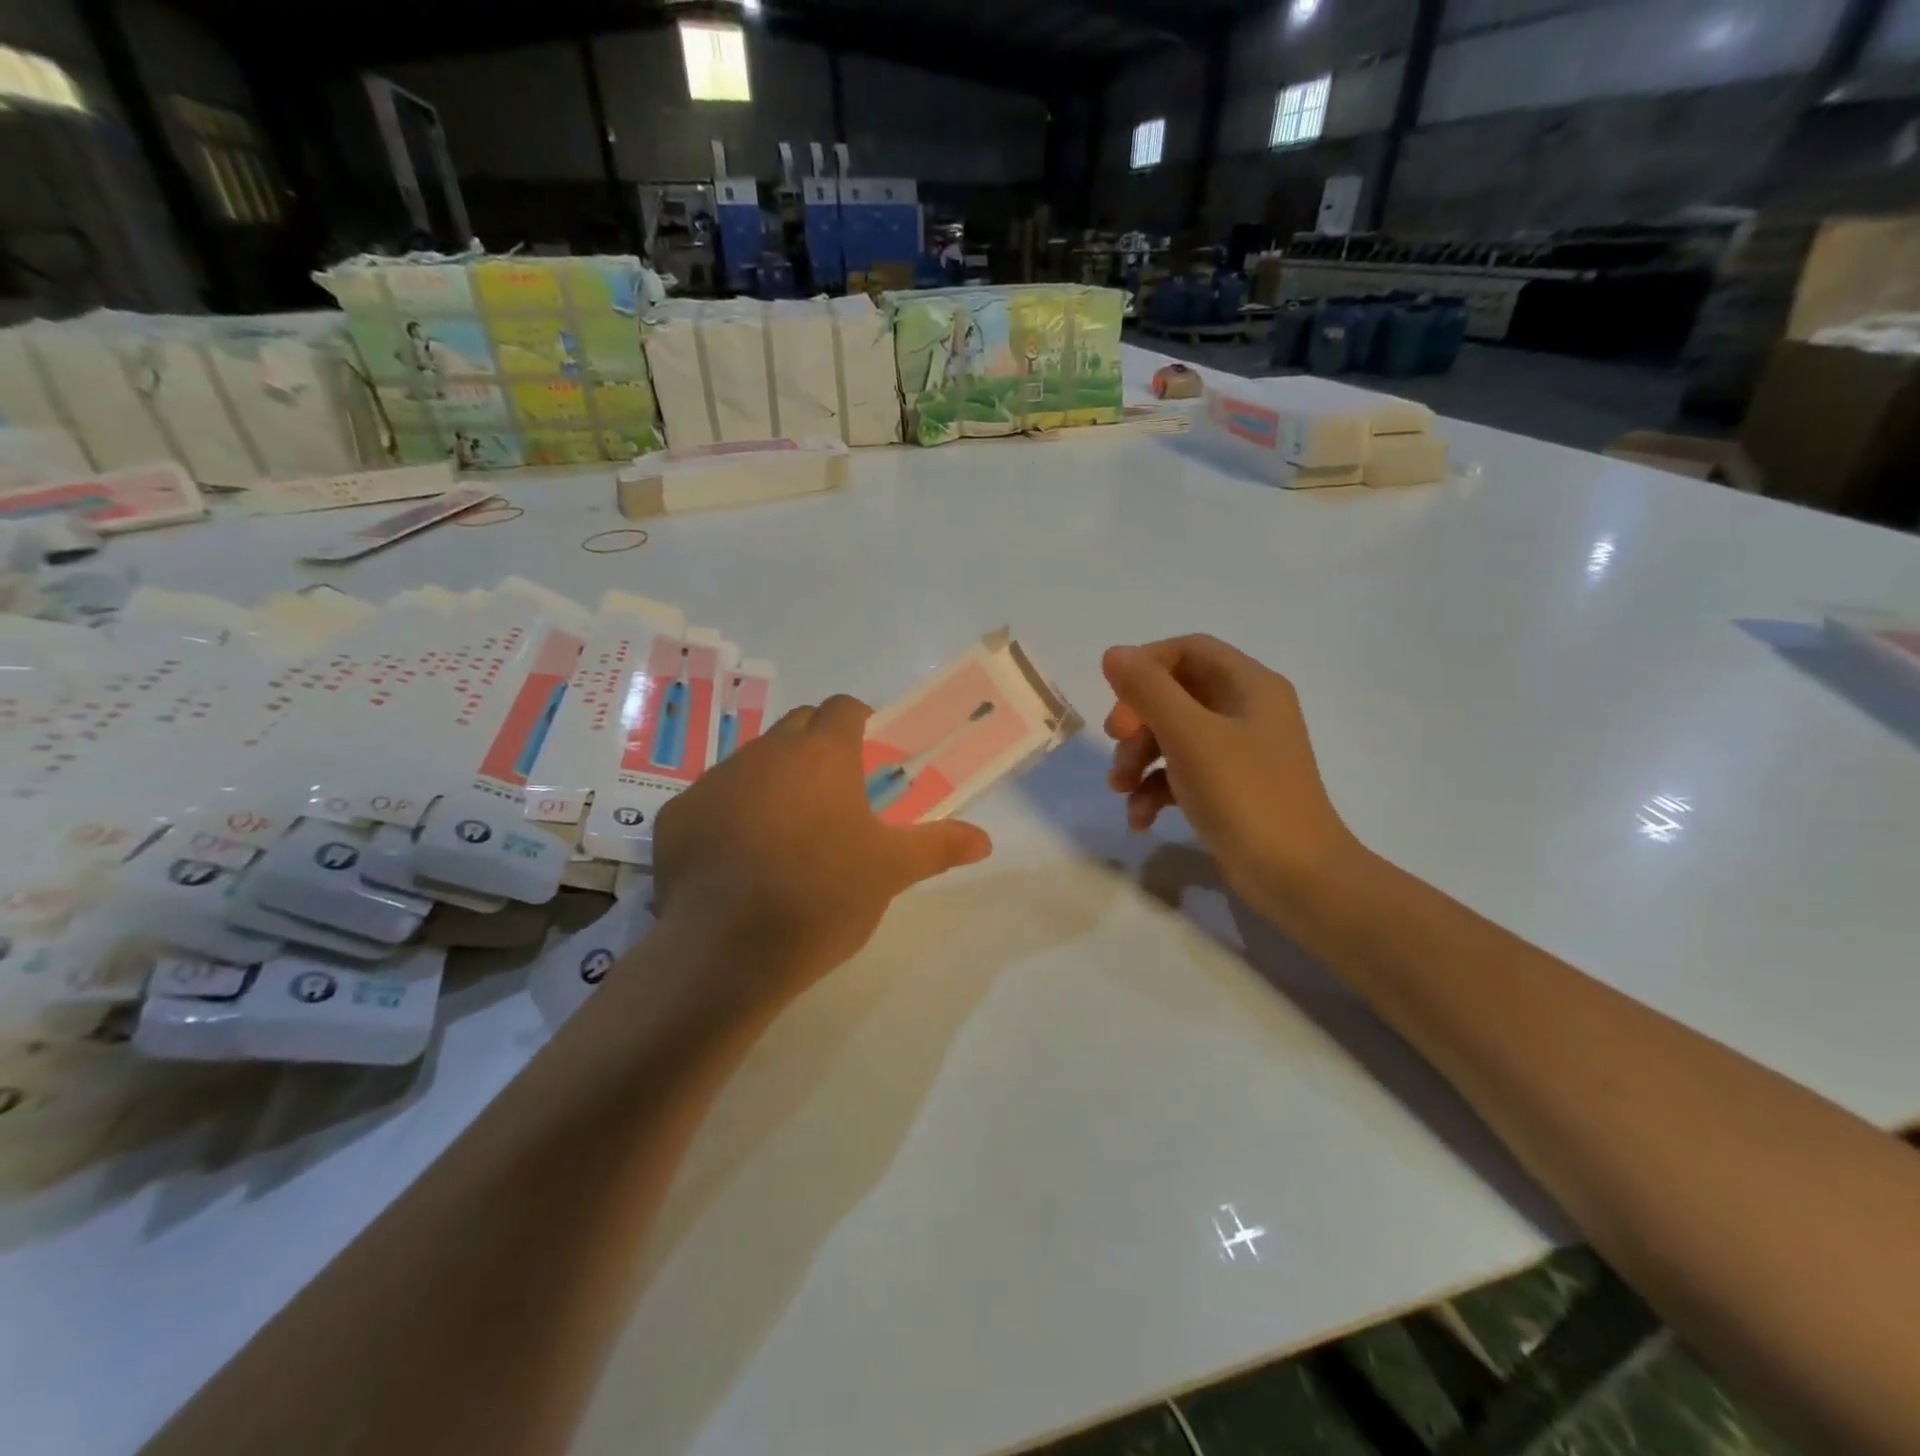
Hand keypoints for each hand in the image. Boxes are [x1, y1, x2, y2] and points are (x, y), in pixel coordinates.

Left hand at [653, 695, 991, 1001]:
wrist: (727, 951)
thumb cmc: (823, 898)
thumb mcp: (890, 872)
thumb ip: (939, 846)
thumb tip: (986, 840)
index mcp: (822, 755)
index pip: (844, 708)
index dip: (861, 724)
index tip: (870, 757)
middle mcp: (765, 753)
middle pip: (797, 727)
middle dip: (817, 746)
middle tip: (835, 795)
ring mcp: (714, 781)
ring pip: (752, 762)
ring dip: (774, 780)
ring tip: (787, 833)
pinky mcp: (677, 816)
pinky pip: (712, 800)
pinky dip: (730, 815)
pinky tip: (738, 862)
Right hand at [1102, 635, 1358, 926]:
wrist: (1296, 877)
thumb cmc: (1245, 795)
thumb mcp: (1190, 737)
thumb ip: (1148, 691)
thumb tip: (1113, 653)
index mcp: (1249, 686)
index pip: (1188, 650)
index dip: (1146, 665)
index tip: (1117, 696)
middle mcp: (1246, 711)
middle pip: (1175, 694)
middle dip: (1138, 720)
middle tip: (1118, 743)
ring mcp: (1238, 752)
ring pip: (1172, 736)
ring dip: (1139, 759)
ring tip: (1121, 790)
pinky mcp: (1227, 788)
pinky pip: (1180, 774)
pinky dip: (1155, 790)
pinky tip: (1140, 819)